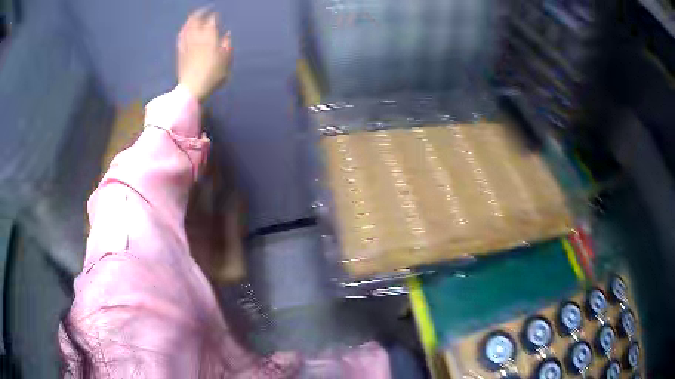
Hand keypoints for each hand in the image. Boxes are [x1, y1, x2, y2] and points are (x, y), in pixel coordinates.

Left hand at [177, 8, 231, 101]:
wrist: (192, 88)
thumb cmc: (213, 75)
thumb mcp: (226, 60)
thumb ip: (227, 44)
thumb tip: (227, 34)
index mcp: (210, 37)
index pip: (211, 21)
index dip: (214, 16)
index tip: (216, 14)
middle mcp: (197, 37)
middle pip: (196, 21)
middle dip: (200, 14)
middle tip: (204, 10)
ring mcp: (187, 44)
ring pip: (187, 28)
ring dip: (190, 20)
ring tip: (193, 17)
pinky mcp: (180, 52)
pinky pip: (181, 38)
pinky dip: (183, 31)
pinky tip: (184, 30)